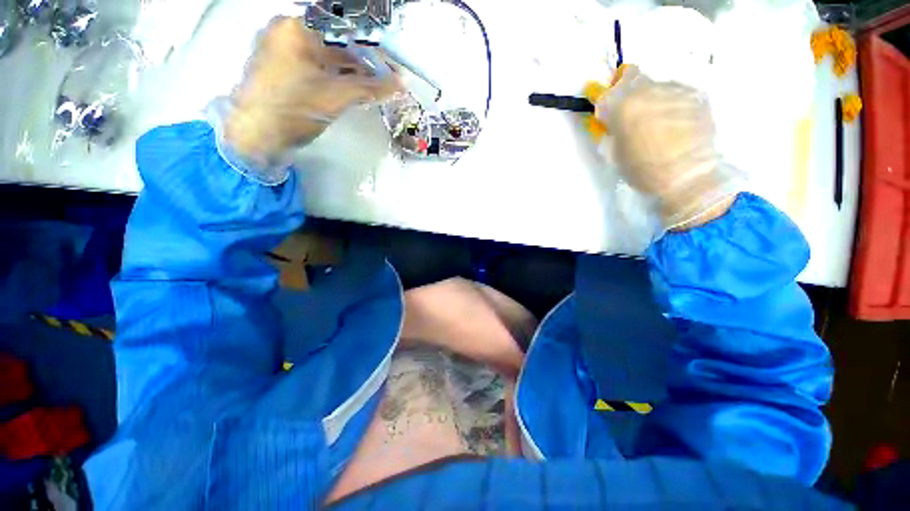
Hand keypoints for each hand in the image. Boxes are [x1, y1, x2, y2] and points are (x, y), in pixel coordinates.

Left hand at [225, 18, 401, 160]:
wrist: (255, 136)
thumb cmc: (293, 109)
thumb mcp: (336, 97)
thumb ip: (370, 87)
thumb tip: (400, 83)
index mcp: (295, 28)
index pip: (344, 32)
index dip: (371, 51)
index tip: (390, 69)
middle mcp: (286, 32)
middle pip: (334, 43)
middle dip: (362, 64)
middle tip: (384, 81)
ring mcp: (280, 52)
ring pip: (324, 57)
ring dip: (350, 72)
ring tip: (372, 88)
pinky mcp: (280, 71)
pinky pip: (314, 67)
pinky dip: (334, 78)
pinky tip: (350, 89)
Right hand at [595, 65, 740, 228]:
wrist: (688, 175)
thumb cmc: (643, 170)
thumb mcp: (615, 153)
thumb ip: (611, 131)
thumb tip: (611, 120)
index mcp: (624, 106)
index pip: (608, 91)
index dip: (606, 98)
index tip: (608, 109)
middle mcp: (649, 90)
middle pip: (634, 78)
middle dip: (628, 92)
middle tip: (632, 112)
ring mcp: (676, 90)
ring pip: (656, 86)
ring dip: (652, 99)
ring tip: (658, 123)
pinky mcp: (696, 95)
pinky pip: (676, 94)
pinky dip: (671, 105)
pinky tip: (676, 123)